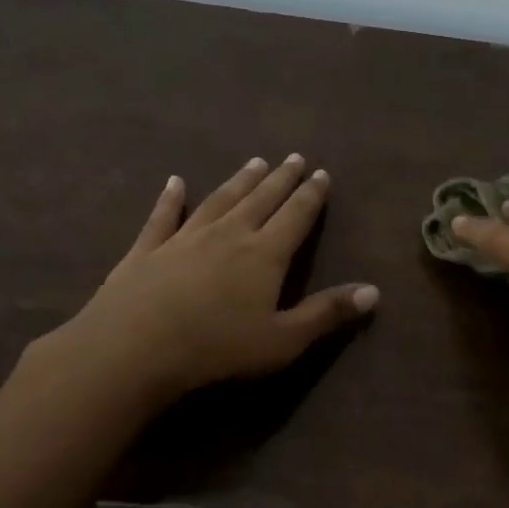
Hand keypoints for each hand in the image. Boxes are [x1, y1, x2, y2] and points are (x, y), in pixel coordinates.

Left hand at [30, 154, 377, 408]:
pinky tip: (174, 183)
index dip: (311, 195)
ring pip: (220, 200)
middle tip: (294, 158)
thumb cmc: (217, 348)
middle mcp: (229, 234)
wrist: (134, 348)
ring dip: (239, 181)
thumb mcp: (283, 340)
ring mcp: (185, 237)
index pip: (296, 216)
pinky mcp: (147, 249)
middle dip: (281, 179)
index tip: (321, 173)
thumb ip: (327, 313)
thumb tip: (374, 291)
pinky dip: (170, 198)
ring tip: (254, 162)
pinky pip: (163, 216)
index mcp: (265, 254)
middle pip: (261, 199)